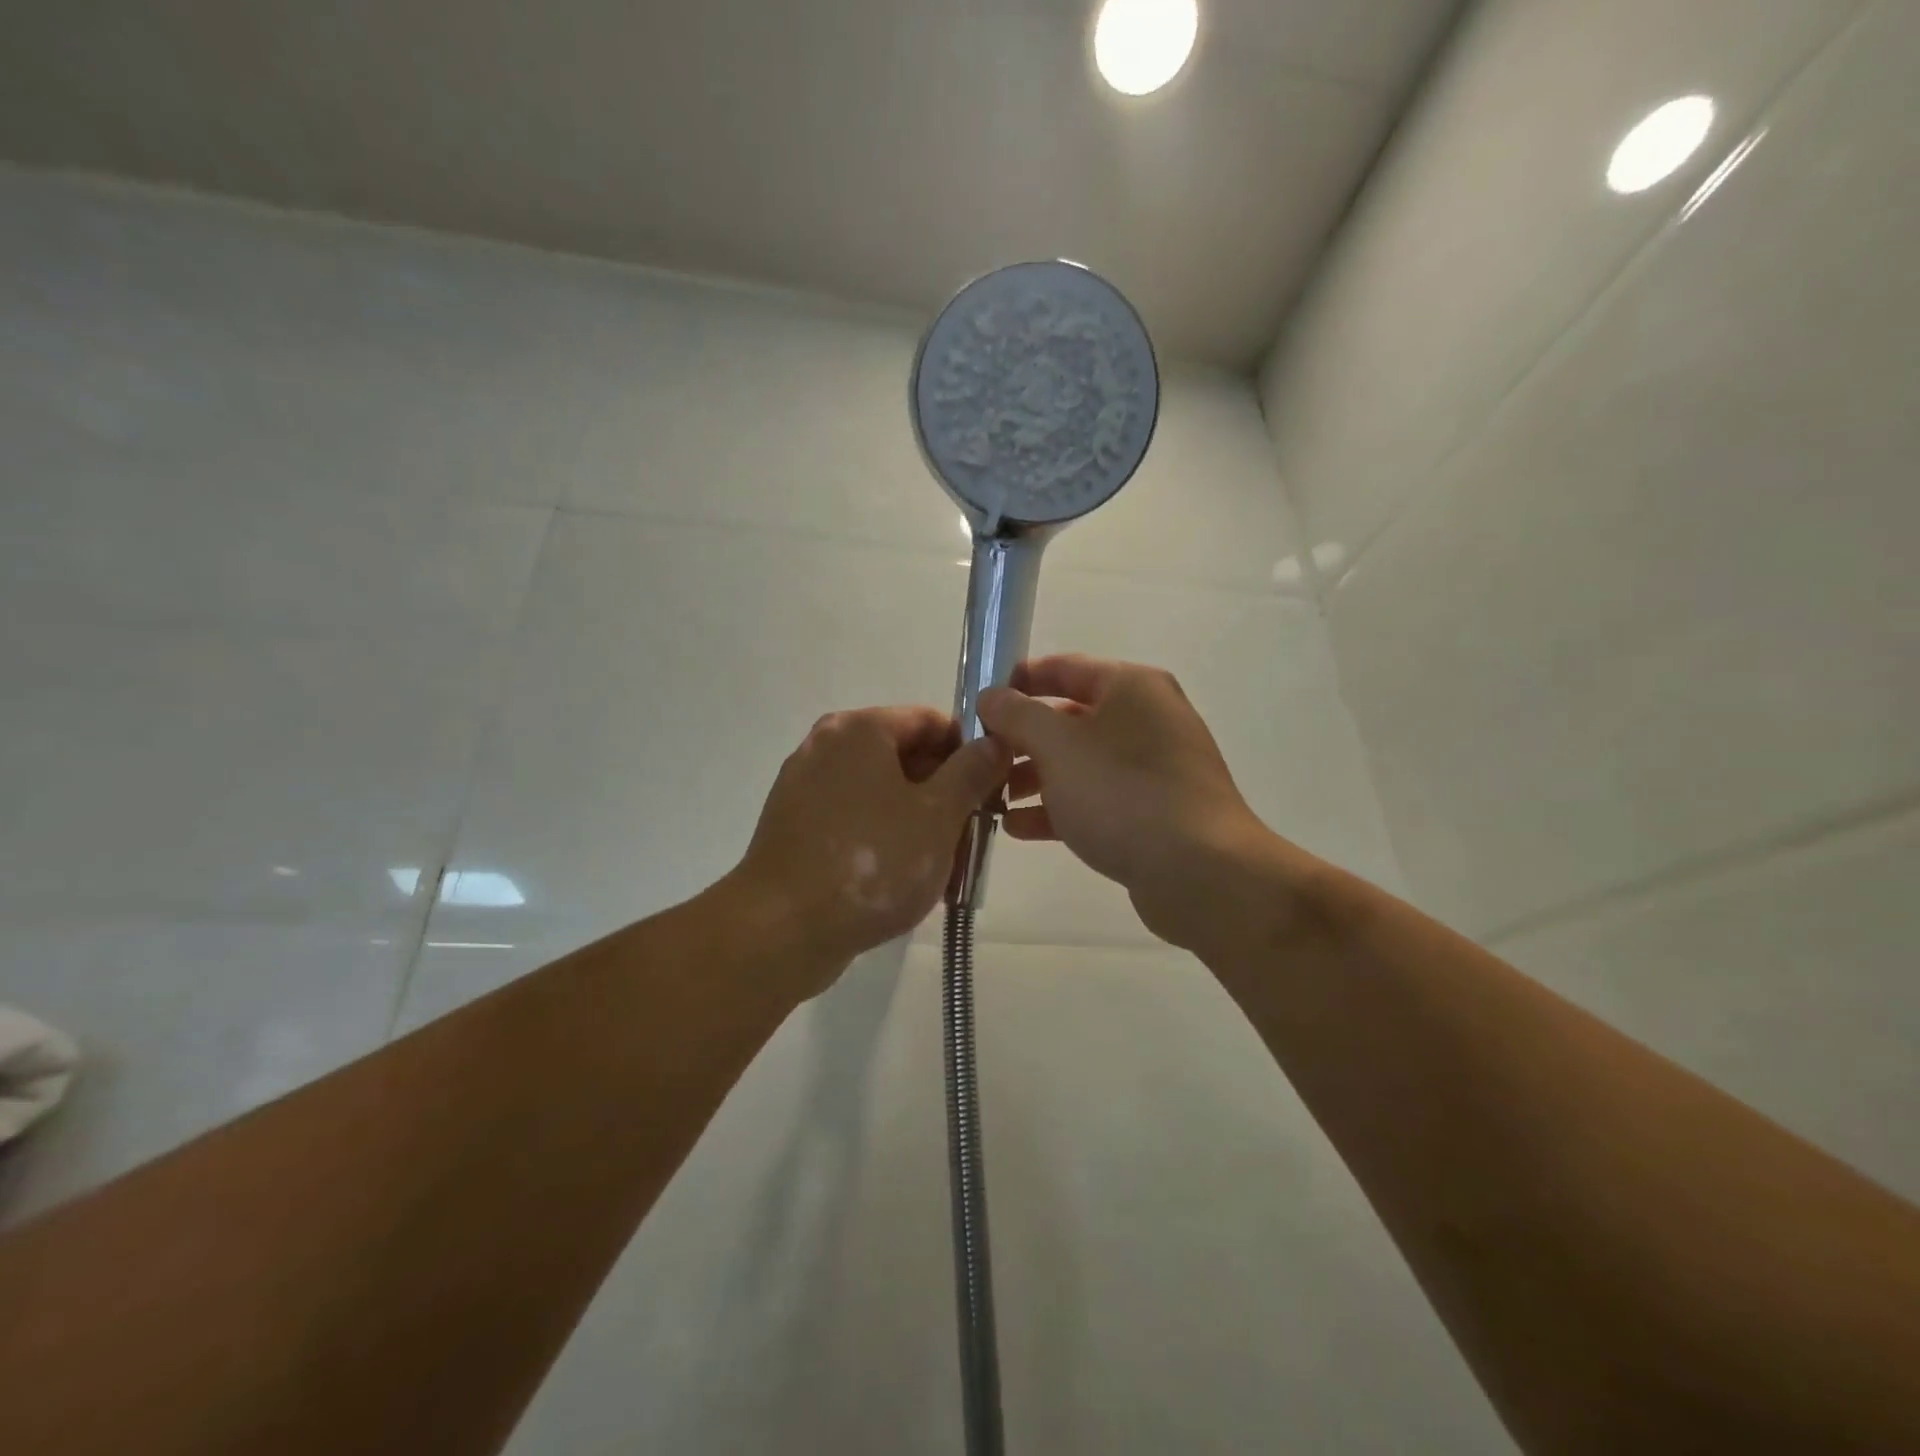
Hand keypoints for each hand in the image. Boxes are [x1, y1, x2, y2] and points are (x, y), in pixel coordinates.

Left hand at [733, 706, 1010, 986]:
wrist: (781, 930)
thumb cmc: (872, 862)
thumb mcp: (939, 815)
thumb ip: (973, 772)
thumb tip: (994, 742)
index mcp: (859, 729)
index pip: (930, 720)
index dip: (969, 751)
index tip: (992, 790)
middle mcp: (826, 747)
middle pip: (904, 756)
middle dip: (944, 792)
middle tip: (973, 833)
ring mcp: (804, 788)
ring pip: (880, 792)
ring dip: (918, 821)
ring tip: (944, 865)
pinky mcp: (794, 828)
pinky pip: (853, 820)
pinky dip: (883, 838)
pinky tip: (904, 879)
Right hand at [978, 655, 1276, 951]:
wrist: (1200, 872)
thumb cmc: (1122, 793)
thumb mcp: (1057, 746)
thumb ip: (1017, 715)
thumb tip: (991, 697)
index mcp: (1131, 687)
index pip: (1064, 668)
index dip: (1018, 681)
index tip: (979, 703)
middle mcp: (1147, 719)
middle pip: (1070, 719)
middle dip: (1022, 739)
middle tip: (981, 759)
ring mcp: (1154, 768)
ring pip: (1081, 763)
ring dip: (1035, 778)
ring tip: (993, 798)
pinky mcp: (1154, 812)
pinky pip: (1097, 799)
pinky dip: (1059, 808)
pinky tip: (1018, 829)